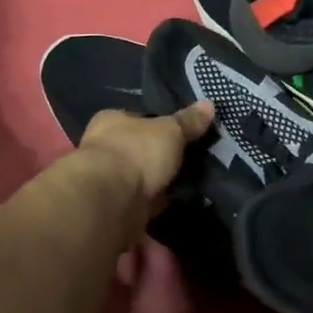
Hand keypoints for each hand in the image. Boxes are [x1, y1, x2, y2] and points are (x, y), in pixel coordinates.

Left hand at [78, 101, 214, 205]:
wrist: (111, 201)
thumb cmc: (137, 152)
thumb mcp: (170, 131)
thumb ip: (188, 121)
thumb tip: (209, 104)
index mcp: (111, 121)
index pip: (135, 118)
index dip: (156, 124)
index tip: (178, 133)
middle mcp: (104, 148)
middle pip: (137, 149)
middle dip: (157, 156)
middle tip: (188, 159)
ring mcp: (108, 181)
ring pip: (139, 177)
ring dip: (156, 182)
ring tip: (188, 182)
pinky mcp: (115, 208)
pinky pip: (142, 202)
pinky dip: (156, 203)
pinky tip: (176, 203)